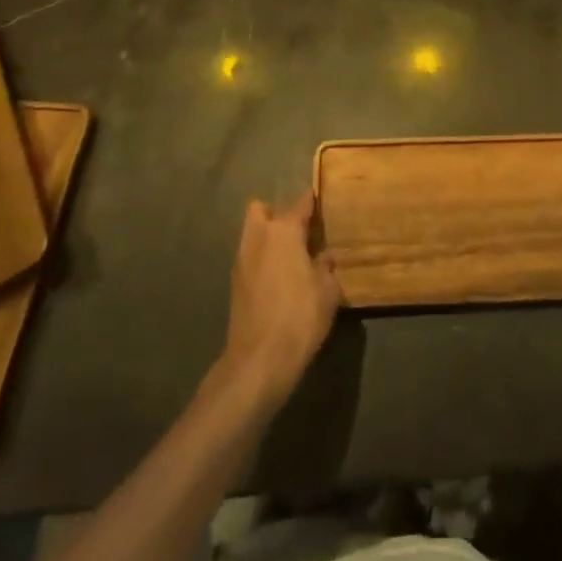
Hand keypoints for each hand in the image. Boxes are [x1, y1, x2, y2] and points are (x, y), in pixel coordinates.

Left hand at [221, 192, 340, 409]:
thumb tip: (326, 257)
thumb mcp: (327, 291)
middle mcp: (258, 238)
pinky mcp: (234, 284)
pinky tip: (277, 280)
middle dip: (275, 215)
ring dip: (266, 239)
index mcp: (284, 231)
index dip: (311, 201)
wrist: (259, 359)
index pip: (300, 203)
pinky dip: (260, 261)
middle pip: (260, 210)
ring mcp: (241, 260)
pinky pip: (248, 258)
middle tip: (296, 232)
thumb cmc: (300, 316)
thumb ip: (327, 267)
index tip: (320, 202)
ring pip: (251, 234)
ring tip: (288, 258)